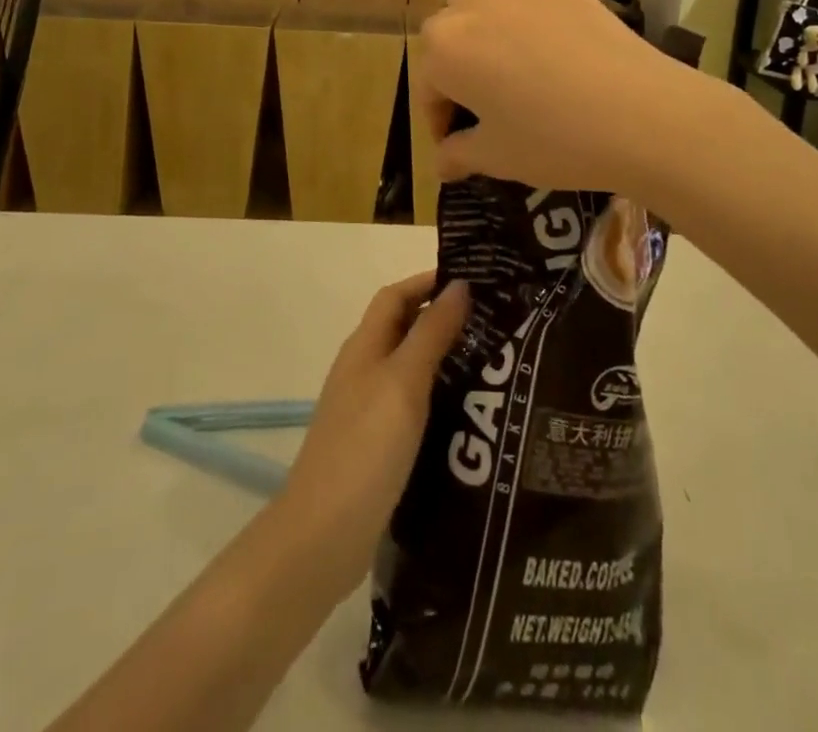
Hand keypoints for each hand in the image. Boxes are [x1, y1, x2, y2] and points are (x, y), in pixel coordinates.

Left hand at [280, 273, 469, 587]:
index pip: (395, 295)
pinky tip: (467, 415)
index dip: (428, 282)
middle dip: (442, 318)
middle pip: (402, 329)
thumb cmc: (366, 446)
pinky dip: (437, 399)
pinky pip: (411, 406)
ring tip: (492, 364)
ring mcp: (366, 410)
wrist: (323, 535)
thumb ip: (431, 333)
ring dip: (444, 359)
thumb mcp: (404, 381)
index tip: (473, 281)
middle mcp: (362, 370)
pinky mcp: (375, 446)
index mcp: (364, 346)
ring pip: (409, 368)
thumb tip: (459, 285)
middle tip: (494, 323)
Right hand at [414, 0, 693, 193]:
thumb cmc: (556, 141)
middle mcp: (472, 10)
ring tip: (509, 70)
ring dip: (481, 35)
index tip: (456, 145)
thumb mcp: (498, 157)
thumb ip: (458, 154)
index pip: (427, 86)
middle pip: (446, 36)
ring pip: (480, 6)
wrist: (642, 115)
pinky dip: (520, 14)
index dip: (437, 119)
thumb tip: (441, 163)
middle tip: (481, 106)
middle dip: (453, 69)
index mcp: (446, 51)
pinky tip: (544, 44)